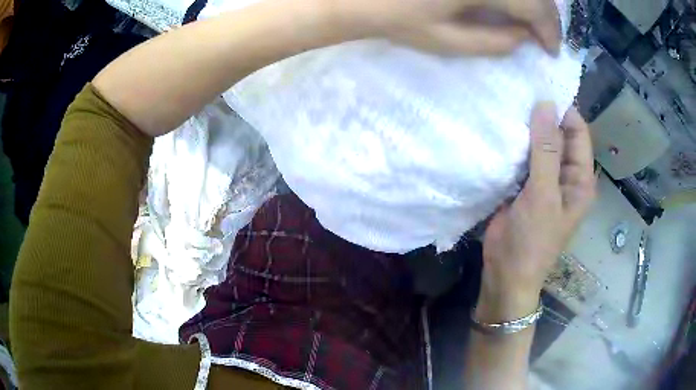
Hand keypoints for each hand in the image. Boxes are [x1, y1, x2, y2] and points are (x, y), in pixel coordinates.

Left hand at [340, 0, 560, 55]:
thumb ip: (495, 42)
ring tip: (530, 20)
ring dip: (533, 0)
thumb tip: (525, 37)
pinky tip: (510, 4)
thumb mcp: (448, 41)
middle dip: (546, 14)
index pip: (535, 6)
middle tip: (544, 35)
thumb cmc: (396, 18)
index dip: (549, 30)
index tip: (551, 50)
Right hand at [478, 103, 595, 319]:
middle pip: (558, 135)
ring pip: (538, 144)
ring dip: (526, 129)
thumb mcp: (543, 195)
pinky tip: (498, 128)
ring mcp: (544, 179)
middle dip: (542, 116)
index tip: (539, 87)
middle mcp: (565, 175)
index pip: (578, 133)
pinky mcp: (524, 185)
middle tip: (518, 91)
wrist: (506, 274)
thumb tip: (545, 105)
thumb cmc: (532, 240)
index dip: (563, 110)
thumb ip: (547, 151)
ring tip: (506, 103)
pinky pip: (522, 157)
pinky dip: (514, 144)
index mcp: (580, 178)